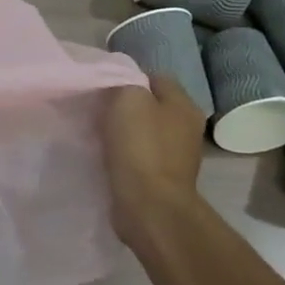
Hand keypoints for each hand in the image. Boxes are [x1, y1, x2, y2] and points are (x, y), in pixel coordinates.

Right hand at [104, 75, 206, 245]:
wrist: (149, 206)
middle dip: (124, 107)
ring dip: (123, 133)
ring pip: (143, 132)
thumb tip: (120, 86)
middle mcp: (186, 128)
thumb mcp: (128, 100)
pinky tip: (107, 157)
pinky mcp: (162, 179)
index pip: (155, 77)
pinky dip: (124, 155)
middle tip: (98, 111)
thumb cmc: (140, 148)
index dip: (127, 78)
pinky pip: (139, 156)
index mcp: (184, 105)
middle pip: (150, 105)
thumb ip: (125, 83)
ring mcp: (177, 156)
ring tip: (98, 135)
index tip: (102, 88)